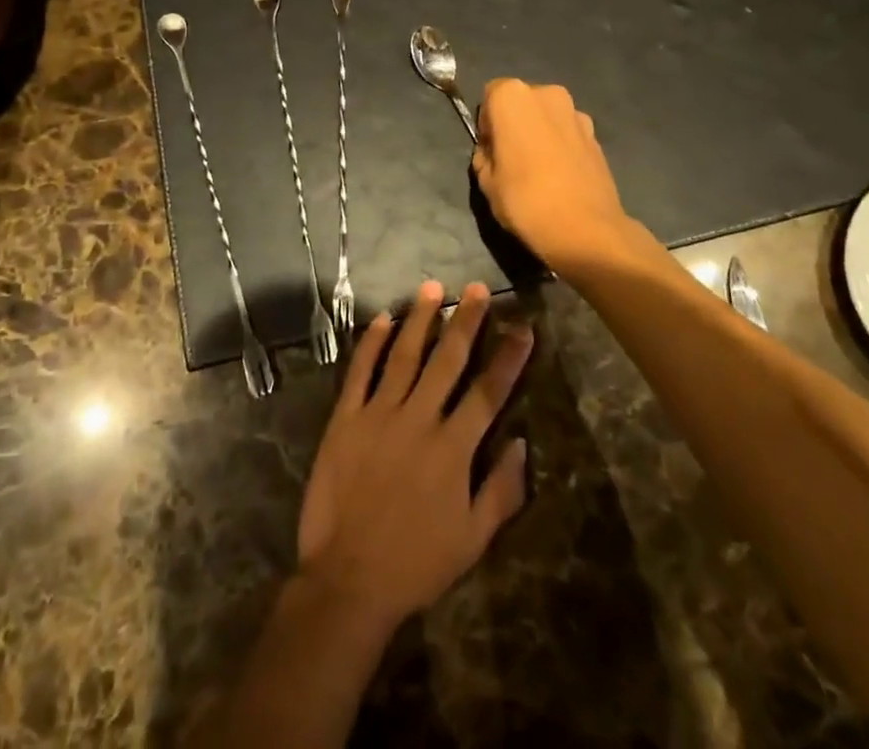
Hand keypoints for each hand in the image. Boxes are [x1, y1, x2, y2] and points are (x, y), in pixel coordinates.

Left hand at [296, 281, 532, 634]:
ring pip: (404, 355)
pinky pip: (360, 371)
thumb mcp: (472, 540)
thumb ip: (501, 490)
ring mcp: (378, 414)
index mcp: (453, 448)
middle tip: (476, 288)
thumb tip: (523, 443)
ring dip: (420, 319)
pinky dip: (371, 342)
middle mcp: (419, 420)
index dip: (508, 357)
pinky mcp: (345, 418)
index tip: (523, 326)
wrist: (348, 579)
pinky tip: (381, 318)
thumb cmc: (416, 563)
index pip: (488, 392)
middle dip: (466, 322)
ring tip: (433, 288)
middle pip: (447, 361)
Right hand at [471, 78, 637, 276]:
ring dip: (540, 133)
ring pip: (547, 116)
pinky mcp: (596, 135)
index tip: (490, 150)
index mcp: (513, 97)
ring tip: (539, 171)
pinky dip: (561, 146)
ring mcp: (577, 113)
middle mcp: (547, 94)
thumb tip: (492, 152)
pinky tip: (560, 177)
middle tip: (511, 159)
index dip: (487, 123)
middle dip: (515, 123)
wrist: (586, 230)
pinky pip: (568, 133)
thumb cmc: (525, 200)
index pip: (490, 95)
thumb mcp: (486, 182)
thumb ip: (484, 156)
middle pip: (522, 102)